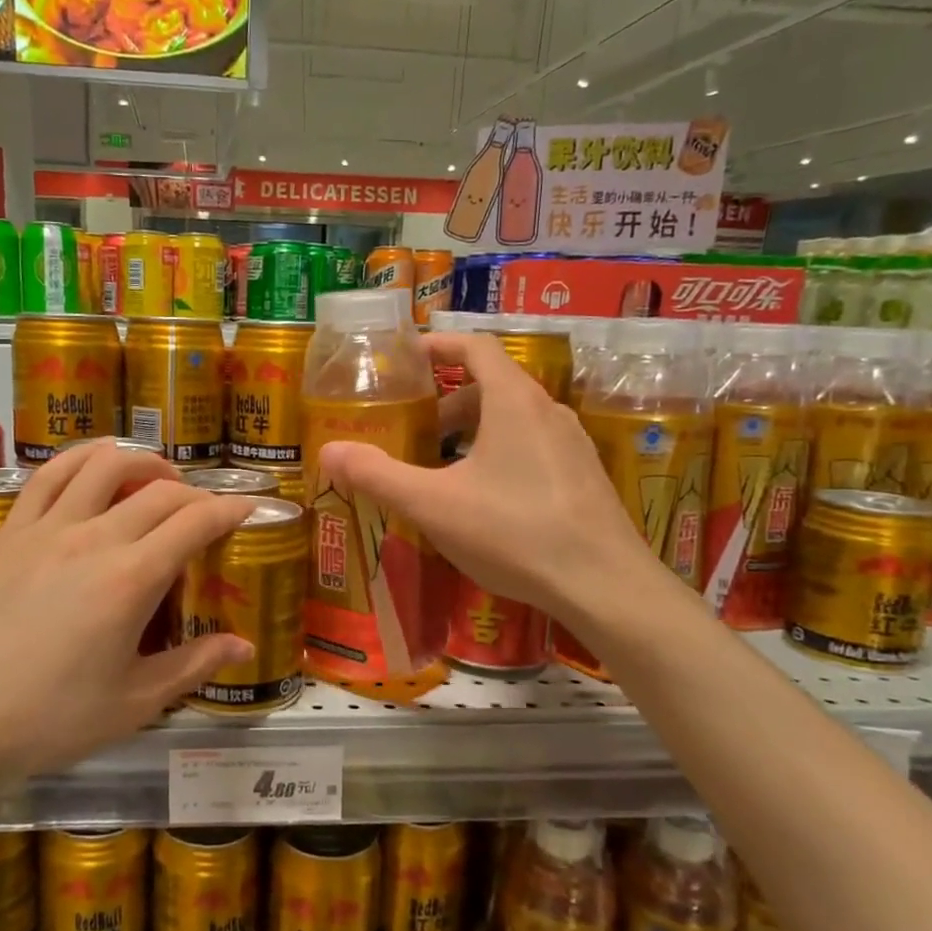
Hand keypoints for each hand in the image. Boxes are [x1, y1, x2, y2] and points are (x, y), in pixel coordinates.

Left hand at [0, 443, 256, 784]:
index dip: (231, 508)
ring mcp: (46, 527)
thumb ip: (194, 665)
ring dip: (143, 460)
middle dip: (196, 492)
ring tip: (158, 478)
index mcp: (131, 579)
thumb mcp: (135, 702)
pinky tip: (96, 467)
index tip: (250, 508)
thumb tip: (245, 646)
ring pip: (104, 464)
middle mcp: (93, 538)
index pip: (195, 521)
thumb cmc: (50, 719)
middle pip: (159, 490)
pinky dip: (83, 458)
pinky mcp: (11, 530)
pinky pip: (50, 474)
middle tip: (208, 511)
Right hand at [318, 331, 667, 622]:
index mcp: (514, 400)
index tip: (404, 357)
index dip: (438, 345)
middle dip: (447, 401)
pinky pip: (532, 447)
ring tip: (440, 467)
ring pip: (513, 420)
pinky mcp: (583, 477)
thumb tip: (328, 452)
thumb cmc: (513, 532)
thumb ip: (377, 475)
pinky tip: (482, 500)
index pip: (475, 346)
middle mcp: (548, 411)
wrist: (603, 586)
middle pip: (492, 385)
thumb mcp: (433, 504)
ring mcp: (572, 444)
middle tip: (412, 427)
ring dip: (472, 431)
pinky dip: (499, 454)